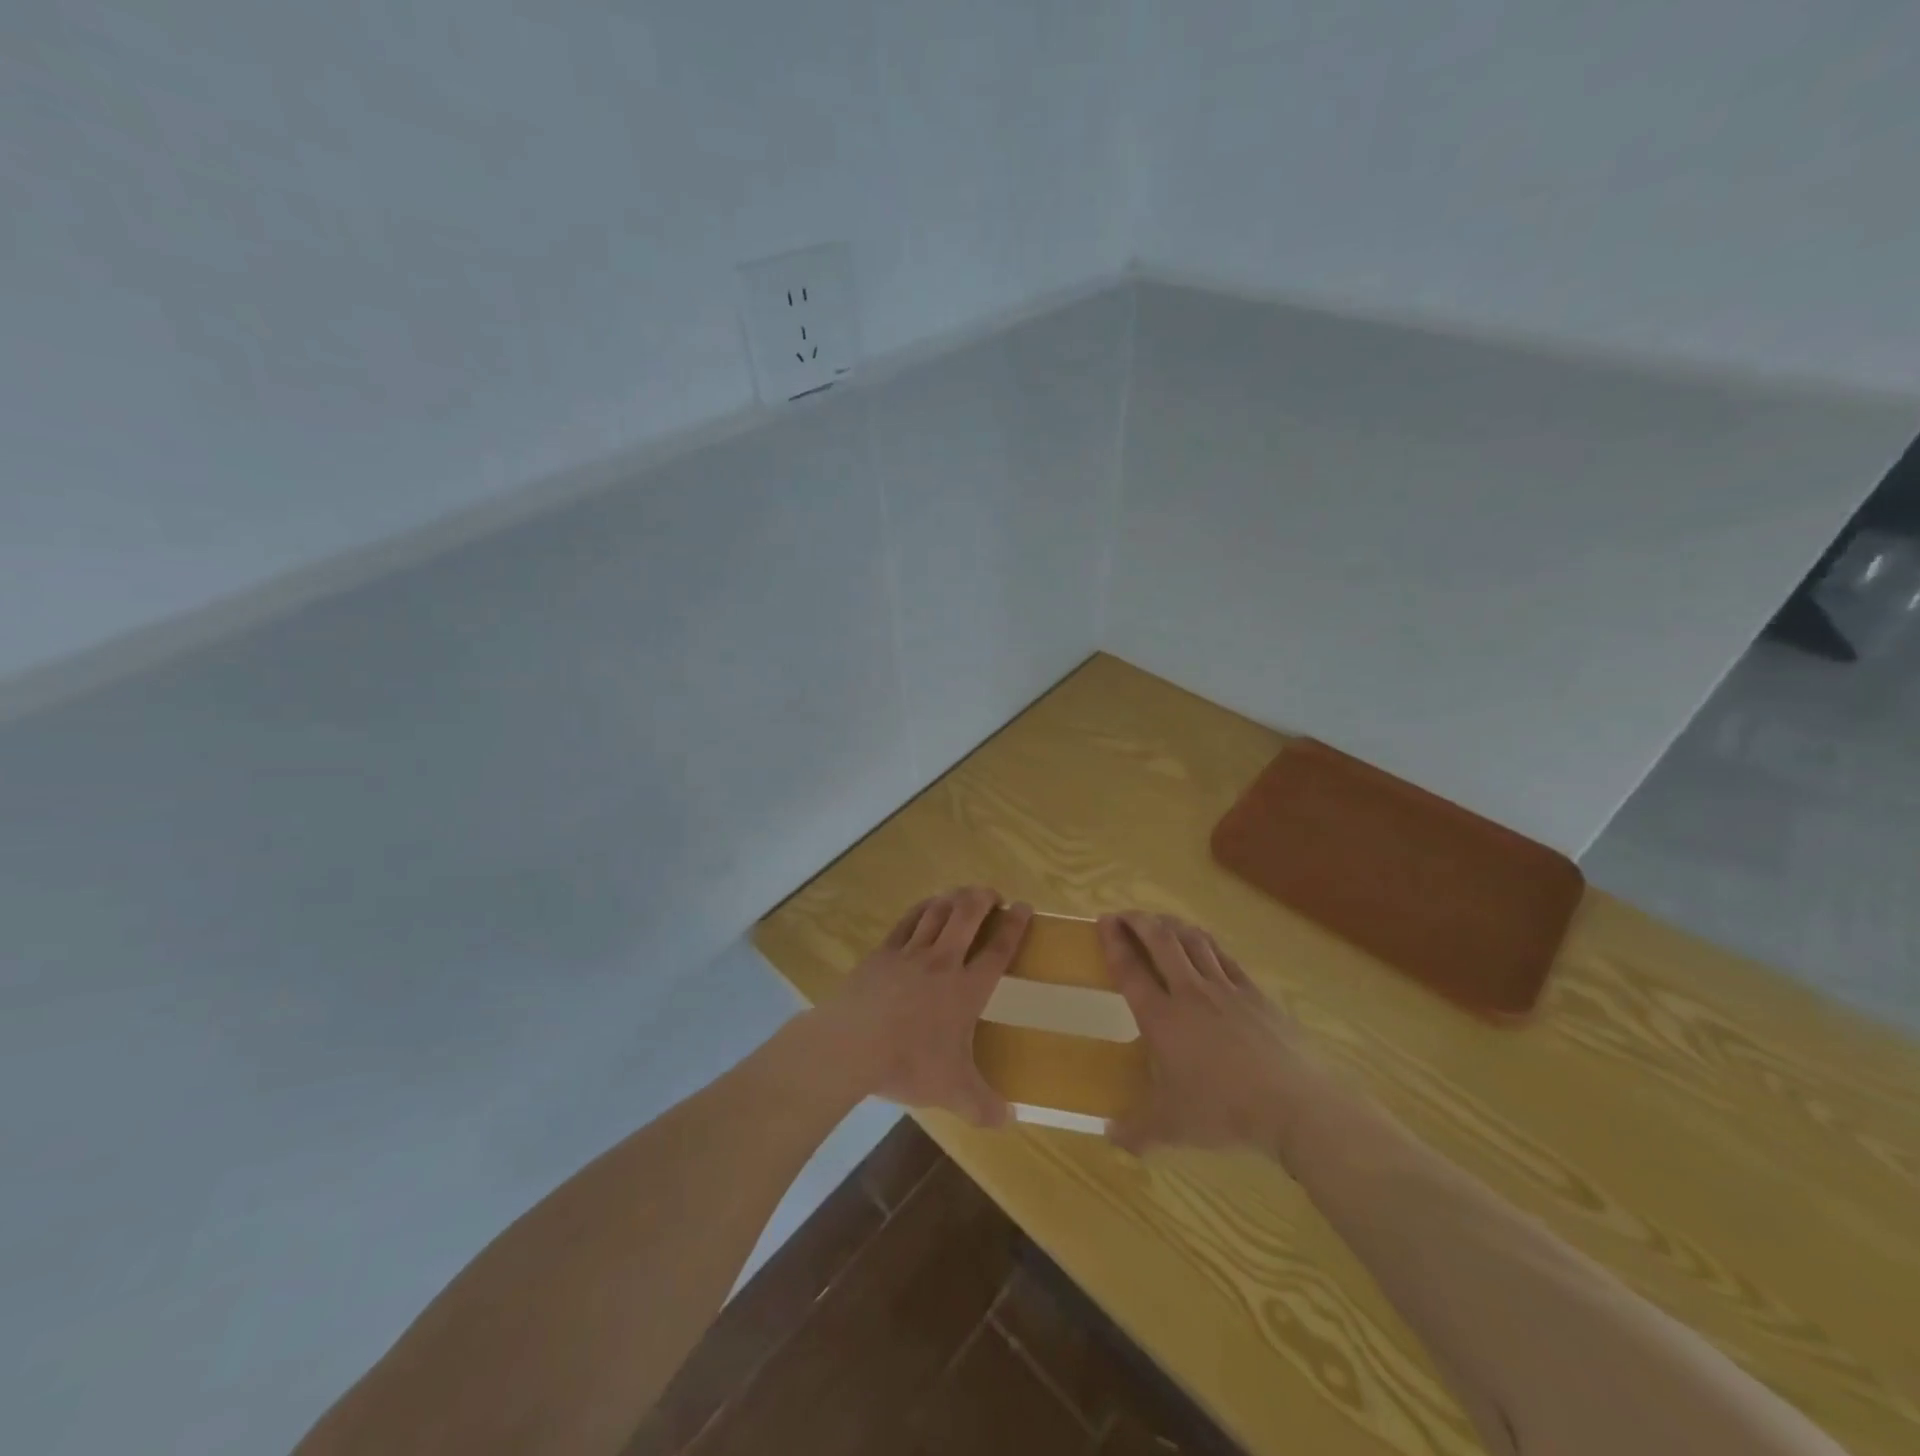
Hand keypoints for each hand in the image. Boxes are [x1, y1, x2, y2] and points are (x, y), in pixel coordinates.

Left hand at [814, 886, 1031, 1127]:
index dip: (1015, 926)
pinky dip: (922, 909)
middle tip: (993, 895)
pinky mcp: (882, 953)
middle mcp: (943, 962)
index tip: (1025, 907)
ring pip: (938, 911)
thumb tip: (1010, 1120)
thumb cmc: (908, 1064)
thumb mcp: (952, 1092)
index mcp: (966, 989)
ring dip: (954, 898)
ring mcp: (910, 953)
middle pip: (968, 915)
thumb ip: (984, 1106)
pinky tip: (926, 907)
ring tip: (963, 895)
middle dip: (984, 898)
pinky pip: (907, 921)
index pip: (999, 949)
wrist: (852, 1045)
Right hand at [1099, 911, 1318, 1160]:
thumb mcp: (1173, 1128)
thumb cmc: (1225, 1112)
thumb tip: (1107, 1136)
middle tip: (1125, 915)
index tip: (1103, 921)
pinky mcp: (1254, 993)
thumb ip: (1137, 1130)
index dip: (1114, 942)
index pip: (1130, 970)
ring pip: (1193, 941)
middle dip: (1139, 921)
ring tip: (1159, 921)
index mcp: (1161, 1019)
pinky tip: (1202, 943)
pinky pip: (1223, 956)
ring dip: (1171, 924)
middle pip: (1160, 941)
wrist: (1294, 1105)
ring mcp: (1225, 988)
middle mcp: (1189, 993)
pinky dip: (1205, 942)